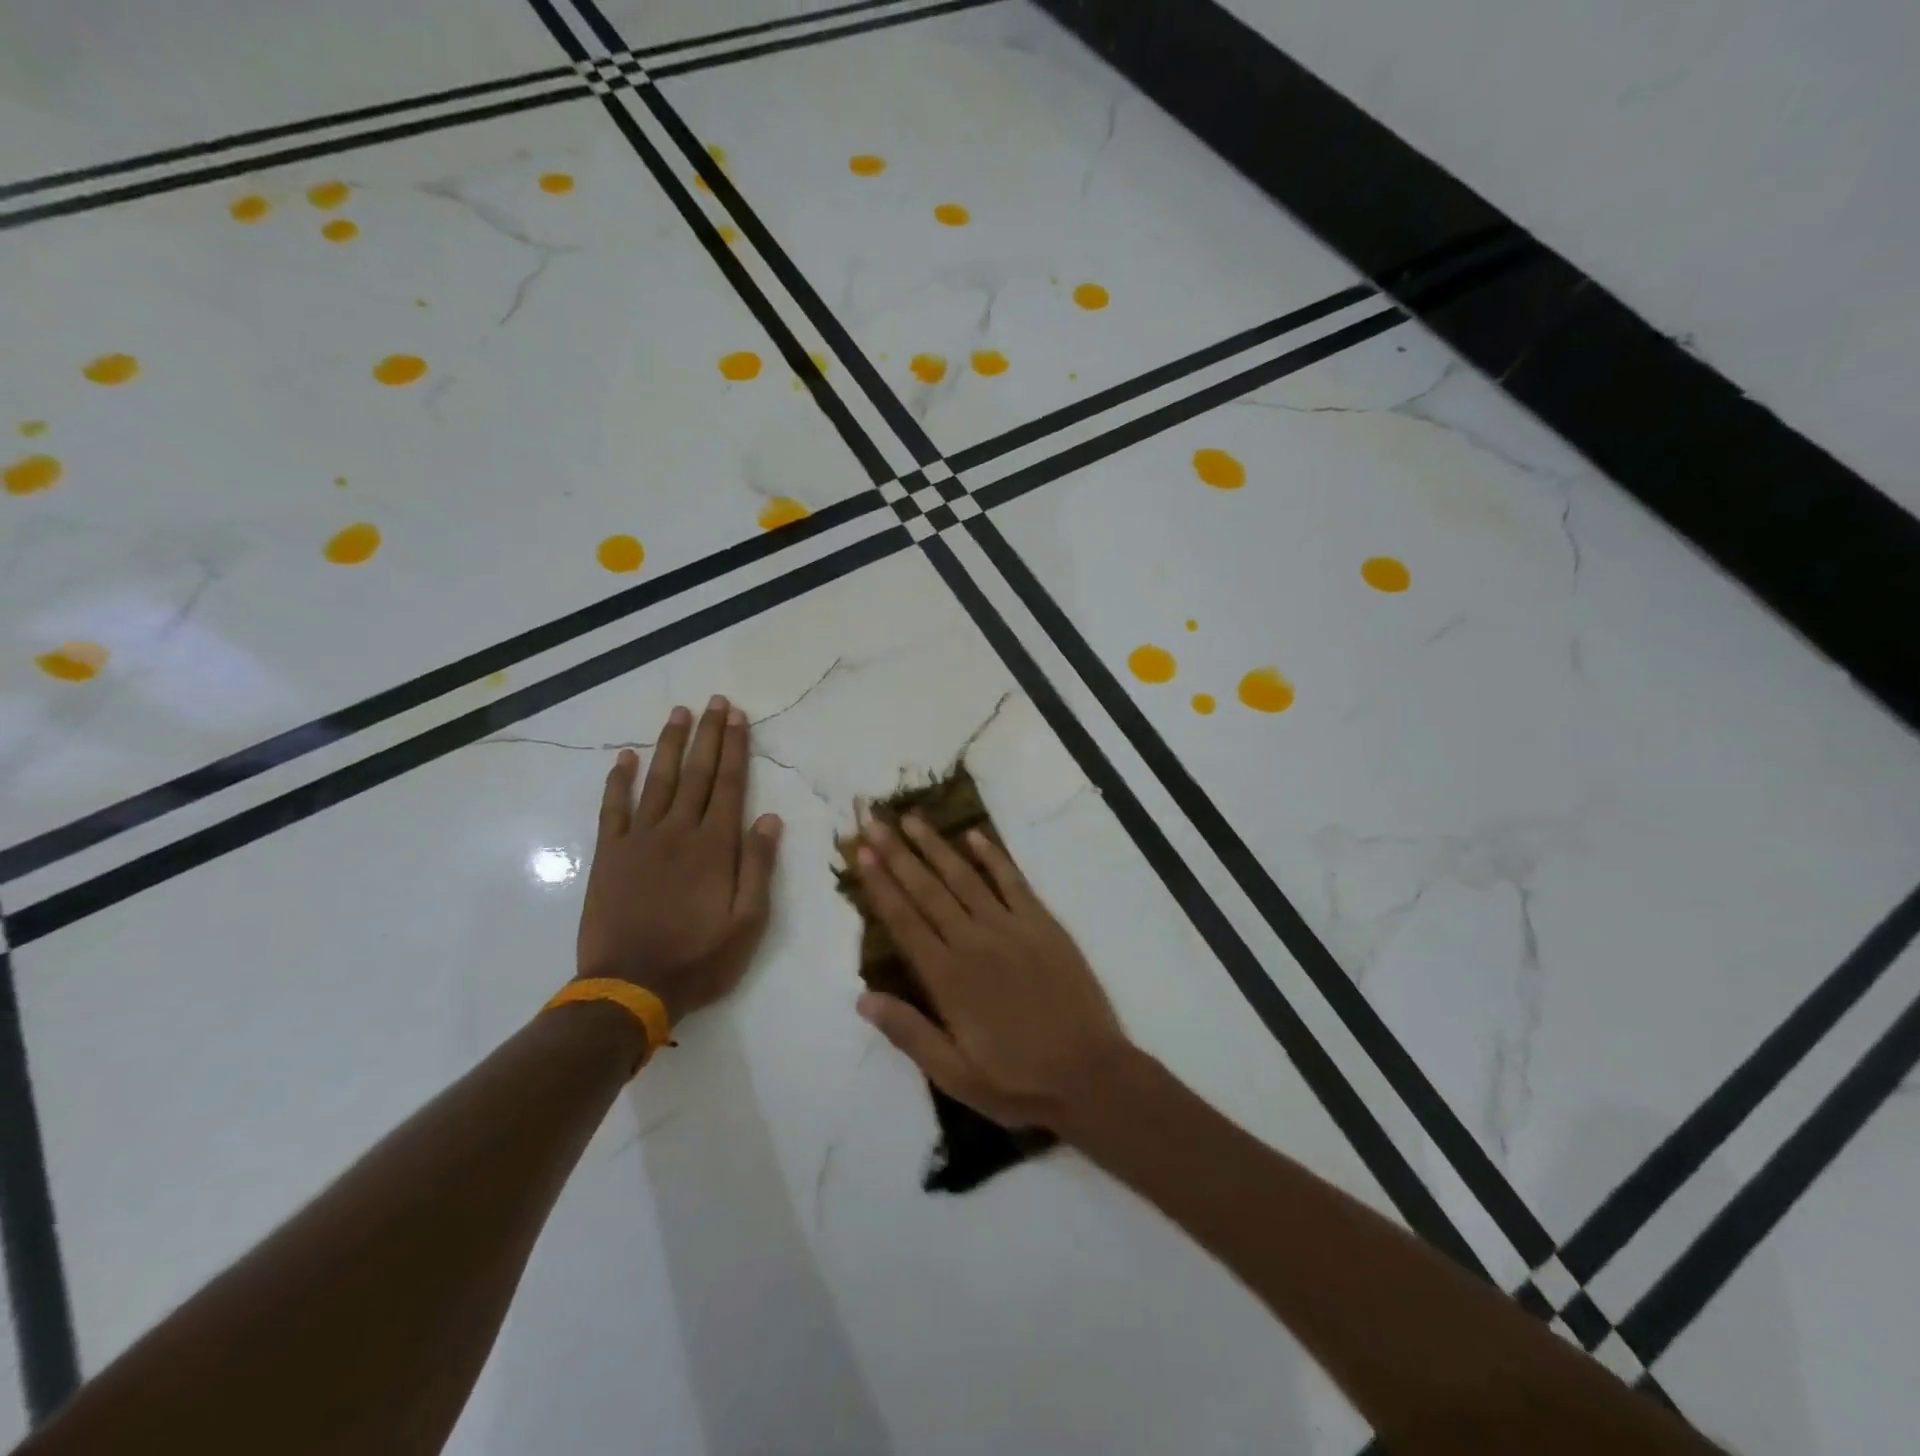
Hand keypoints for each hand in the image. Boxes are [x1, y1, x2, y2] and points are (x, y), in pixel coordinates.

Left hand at [577, 696, 782, 1023]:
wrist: (630, 989)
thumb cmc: (699, 958)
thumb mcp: (748, 922)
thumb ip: (758, 867)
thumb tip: (769, 818)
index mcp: (714, 846)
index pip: (730, 785)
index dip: (735, 748)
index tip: (738, 716)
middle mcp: (678, 832)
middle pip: (697, 773)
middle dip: (708, 734)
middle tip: (715, 701)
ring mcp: (639, 840)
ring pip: (658, 781)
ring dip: (669, 745)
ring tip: (679, 713)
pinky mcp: (609, 855)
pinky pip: (613, 809)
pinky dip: (618, 781)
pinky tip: (624, 757)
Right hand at [852, 808, 1130, 1133]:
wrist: (1091, 1074)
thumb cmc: (1017, 1081)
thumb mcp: (954, 1074)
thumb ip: (909, 1032)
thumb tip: (862, 997)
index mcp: (948, 978)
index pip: (905, 921)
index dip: (881, 885)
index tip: (861, 853)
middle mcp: (974, 942)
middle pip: (928, 890)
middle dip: (897, 854)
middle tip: (873, 821)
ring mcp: (1011, 928)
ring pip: (965, 878)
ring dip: (936, 846)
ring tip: (912, 819)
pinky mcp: (1043, 924)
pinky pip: (1013, 881)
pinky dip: (993, 856)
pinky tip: (974, 835)